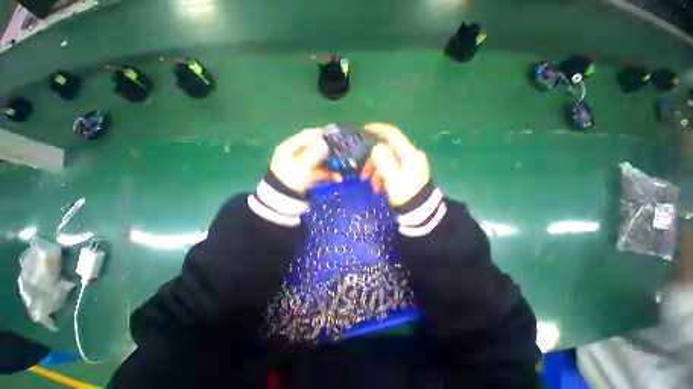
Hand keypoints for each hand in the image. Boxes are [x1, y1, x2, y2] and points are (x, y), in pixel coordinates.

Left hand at [270, 128, 341, 194]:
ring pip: (320, 160)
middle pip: (315, 147)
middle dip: (329, 149)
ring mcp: (304, 165)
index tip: (334, 134)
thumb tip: (324, 143)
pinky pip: (321, 171)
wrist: (282, 201)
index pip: (306, 135)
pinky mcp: (309, 175)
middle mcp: (297, 154)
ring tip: (343, 163)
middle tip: (342, 148)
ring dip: (331, 163)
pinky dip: (329, 174)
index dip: (320, 133)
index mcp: (290, 148)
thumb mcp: (299, 167)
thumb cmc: (288, 181)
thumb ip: (311, 155)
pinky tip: (338, 178)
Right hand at [360, 123, 430, 206]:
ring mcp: (410, 164)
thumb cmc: (406, 195)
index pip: (393, 135)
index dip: (379, 130)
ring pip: (387, 161)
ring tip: (374, 187)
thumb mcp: (393, 179)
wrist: (420, 211)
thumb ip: (384, 161)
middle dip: (373, 163)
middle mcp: (411, 156)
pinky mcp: (408, 171)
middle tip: (364, 176)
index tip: (364, 129)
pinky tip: (380, 187)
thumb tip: (376, 148)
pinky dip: (384, 176)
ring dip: (377, 173)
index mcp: (410, 155)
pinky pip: (392, 169)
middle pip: (387, 152)